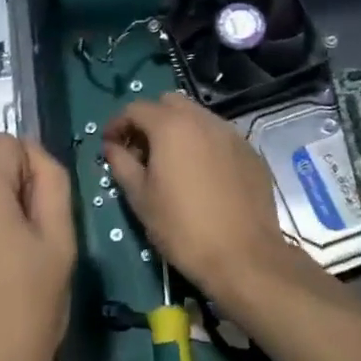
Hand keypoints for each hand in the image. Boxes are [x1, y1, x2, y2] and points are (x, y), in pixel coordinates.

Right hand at [103, 92, 291, 299]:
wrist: (245, 257)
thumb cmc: (183, 228)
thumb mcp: (141, 199)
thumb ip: (121, 164)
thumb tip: (112, 147)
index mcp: (171, 126)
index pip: (136, 108)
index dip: (118, 124)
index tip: (110, 145)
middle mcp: (203, 119)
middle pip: (169, 103)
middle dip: (150, 120)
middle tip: (142, 151)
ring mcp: (231, 134)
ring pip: (197, 117)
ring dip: (179, 130)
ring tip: (172, 163)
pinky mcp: (250, 152)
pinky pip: (219, 136)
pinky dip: (204, 144)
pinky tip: (202, 175)